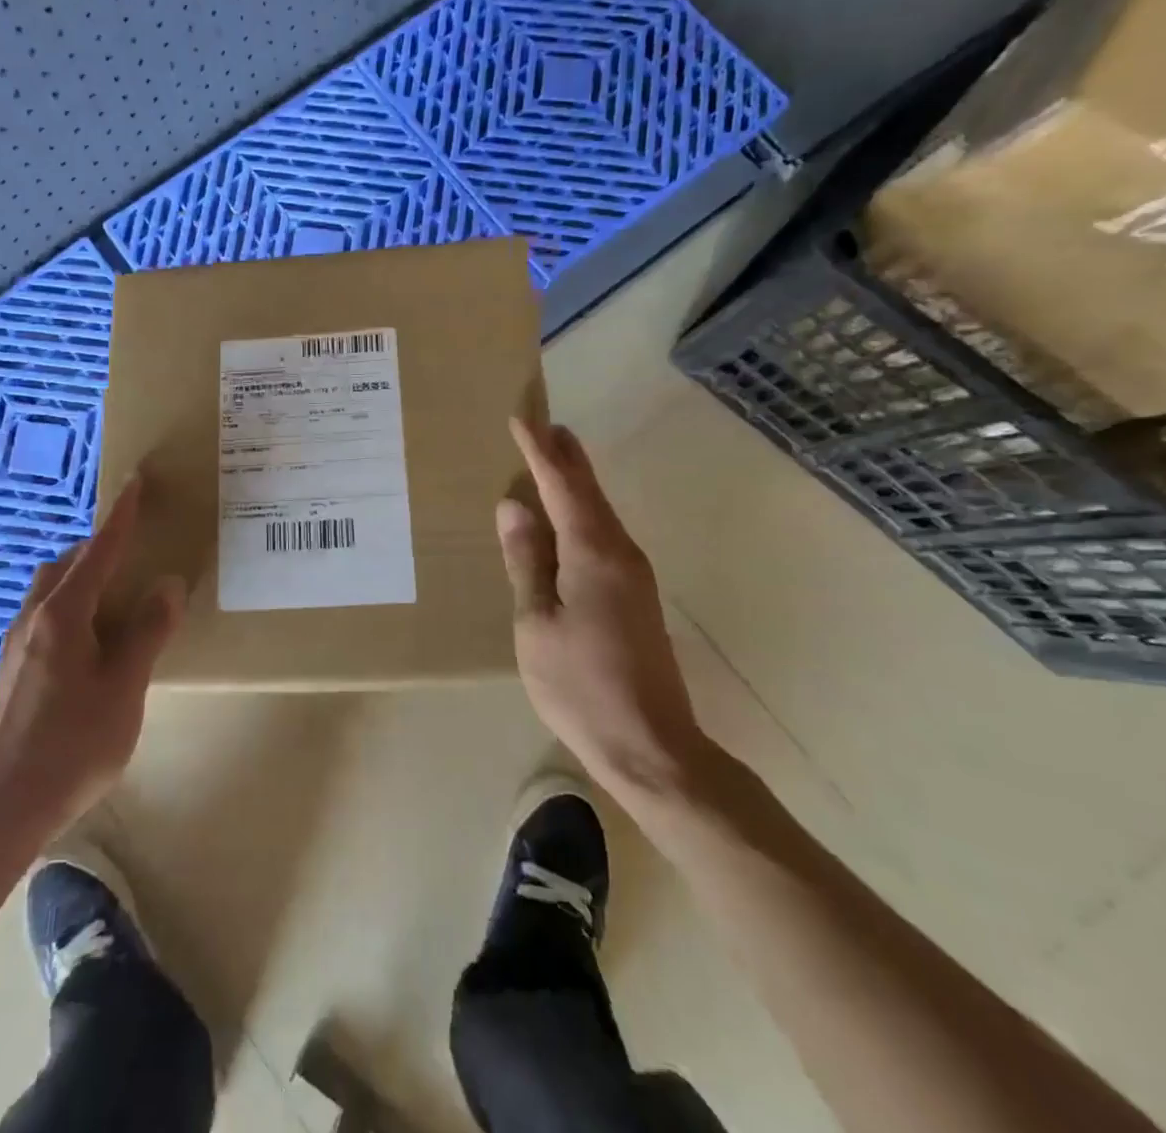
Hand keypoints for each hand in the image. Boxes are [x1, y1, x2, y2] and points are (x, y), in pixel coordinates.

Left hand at [0, 477, 186, 836]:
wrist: (3, 808)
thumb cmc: (73, 744)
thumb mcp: (125, 687)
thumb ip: (147, 631)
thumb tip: (167, 584)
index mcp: (63, 614)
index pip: (98, 550)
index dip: (121, 516)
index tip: (135, 482)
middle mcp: (34, 618)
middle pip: (66, 564)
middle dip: (99, 548)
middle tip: (134, 553)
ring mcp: (18, 645)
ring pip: (51, 591)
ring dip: (82, 578)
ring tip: (117, 599)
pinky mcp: (14, 671)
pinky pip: (46, 617)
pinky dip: (72, 607)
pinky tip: (92, 644)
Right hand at [498, 418, 714, 804]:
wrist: (651, 746)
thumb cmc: (580, 685)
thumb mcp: (536, 623)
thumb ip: (526, 561)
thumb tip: (514, 506)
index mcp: (592, 554)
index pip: (562, 487)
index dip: (540, 452)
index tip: (522, 419)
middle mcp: (620, 553)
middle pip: (589, 492)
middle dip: (566, 457)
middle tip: (545, 425)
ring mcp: (633, 574)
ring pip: (600, 512)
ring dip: (577, 480)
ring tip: (554, 455)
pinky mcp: (635, 595)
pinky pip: (604, 534)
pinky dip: (583, 511)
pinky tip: (569, 516)